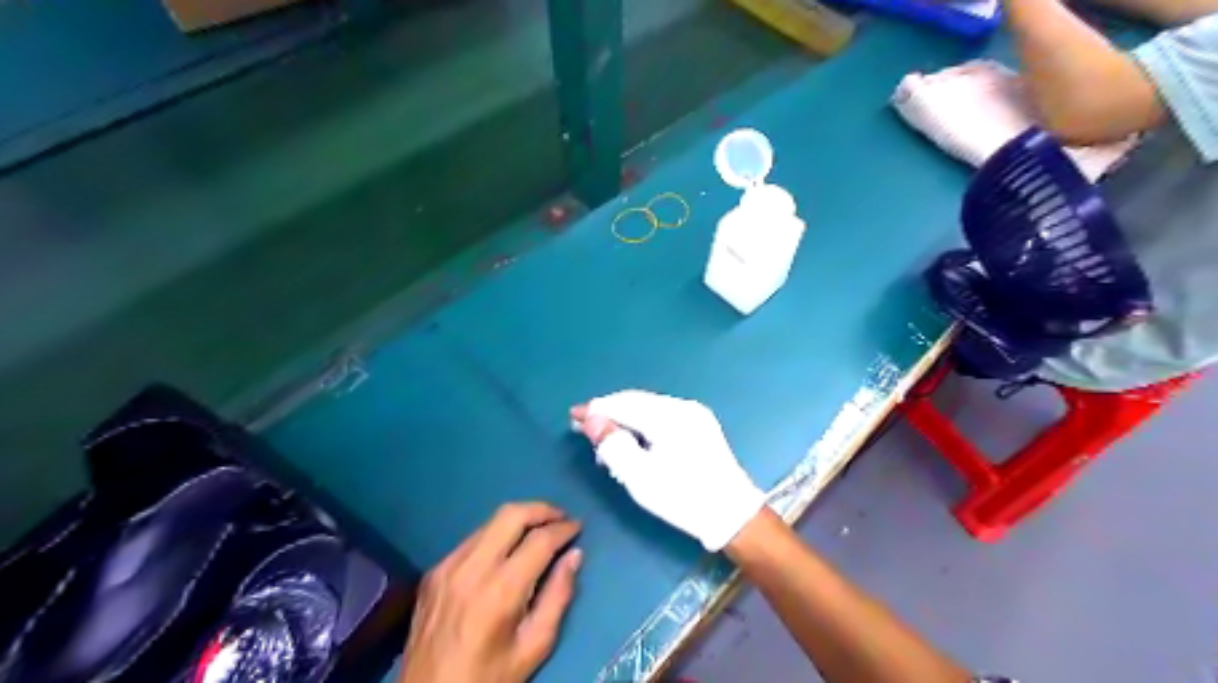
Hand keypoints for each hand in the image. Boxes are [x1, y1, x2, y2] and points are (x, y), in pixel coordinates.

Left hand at [399, 501, 581, 682]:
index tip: (578, 527)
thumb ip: (558, 597)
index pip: (539, 540)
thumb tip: (574, 555)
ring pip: (490, 522)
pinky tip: (506, 551)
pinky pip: (471, 540)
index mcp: (500, 591)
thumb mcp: (534, 646)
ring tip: (538, 529)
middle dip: (541, 509)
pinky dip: (495, 536)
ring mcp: (448, 566)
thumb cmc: (489, 676)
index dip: (563, 528)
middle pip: (511, 514)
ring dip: (519, 519)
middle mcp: (472, 568)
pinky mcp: (434, 571)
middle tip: (561, 518)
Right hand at [569, 392, 759, 550]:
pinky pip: (662, 416)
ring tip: (606, 441)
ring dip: (625, 419)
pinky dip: (642, 424)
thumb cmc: (683, 498)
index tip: (573, 416)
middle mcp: (683, 407)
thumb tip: (591, 420)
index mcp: (669, 416)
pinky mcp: (700, 425)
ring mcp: (695, 414)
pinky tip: (632, 441)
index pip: (624, 404)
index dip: (596, 409)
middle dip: (609, 413)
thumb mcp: (640, 477)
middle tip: (584, 427)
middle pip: (636, 402)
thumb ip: (613, 445)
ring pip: (649, 408)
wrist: (732, 515)